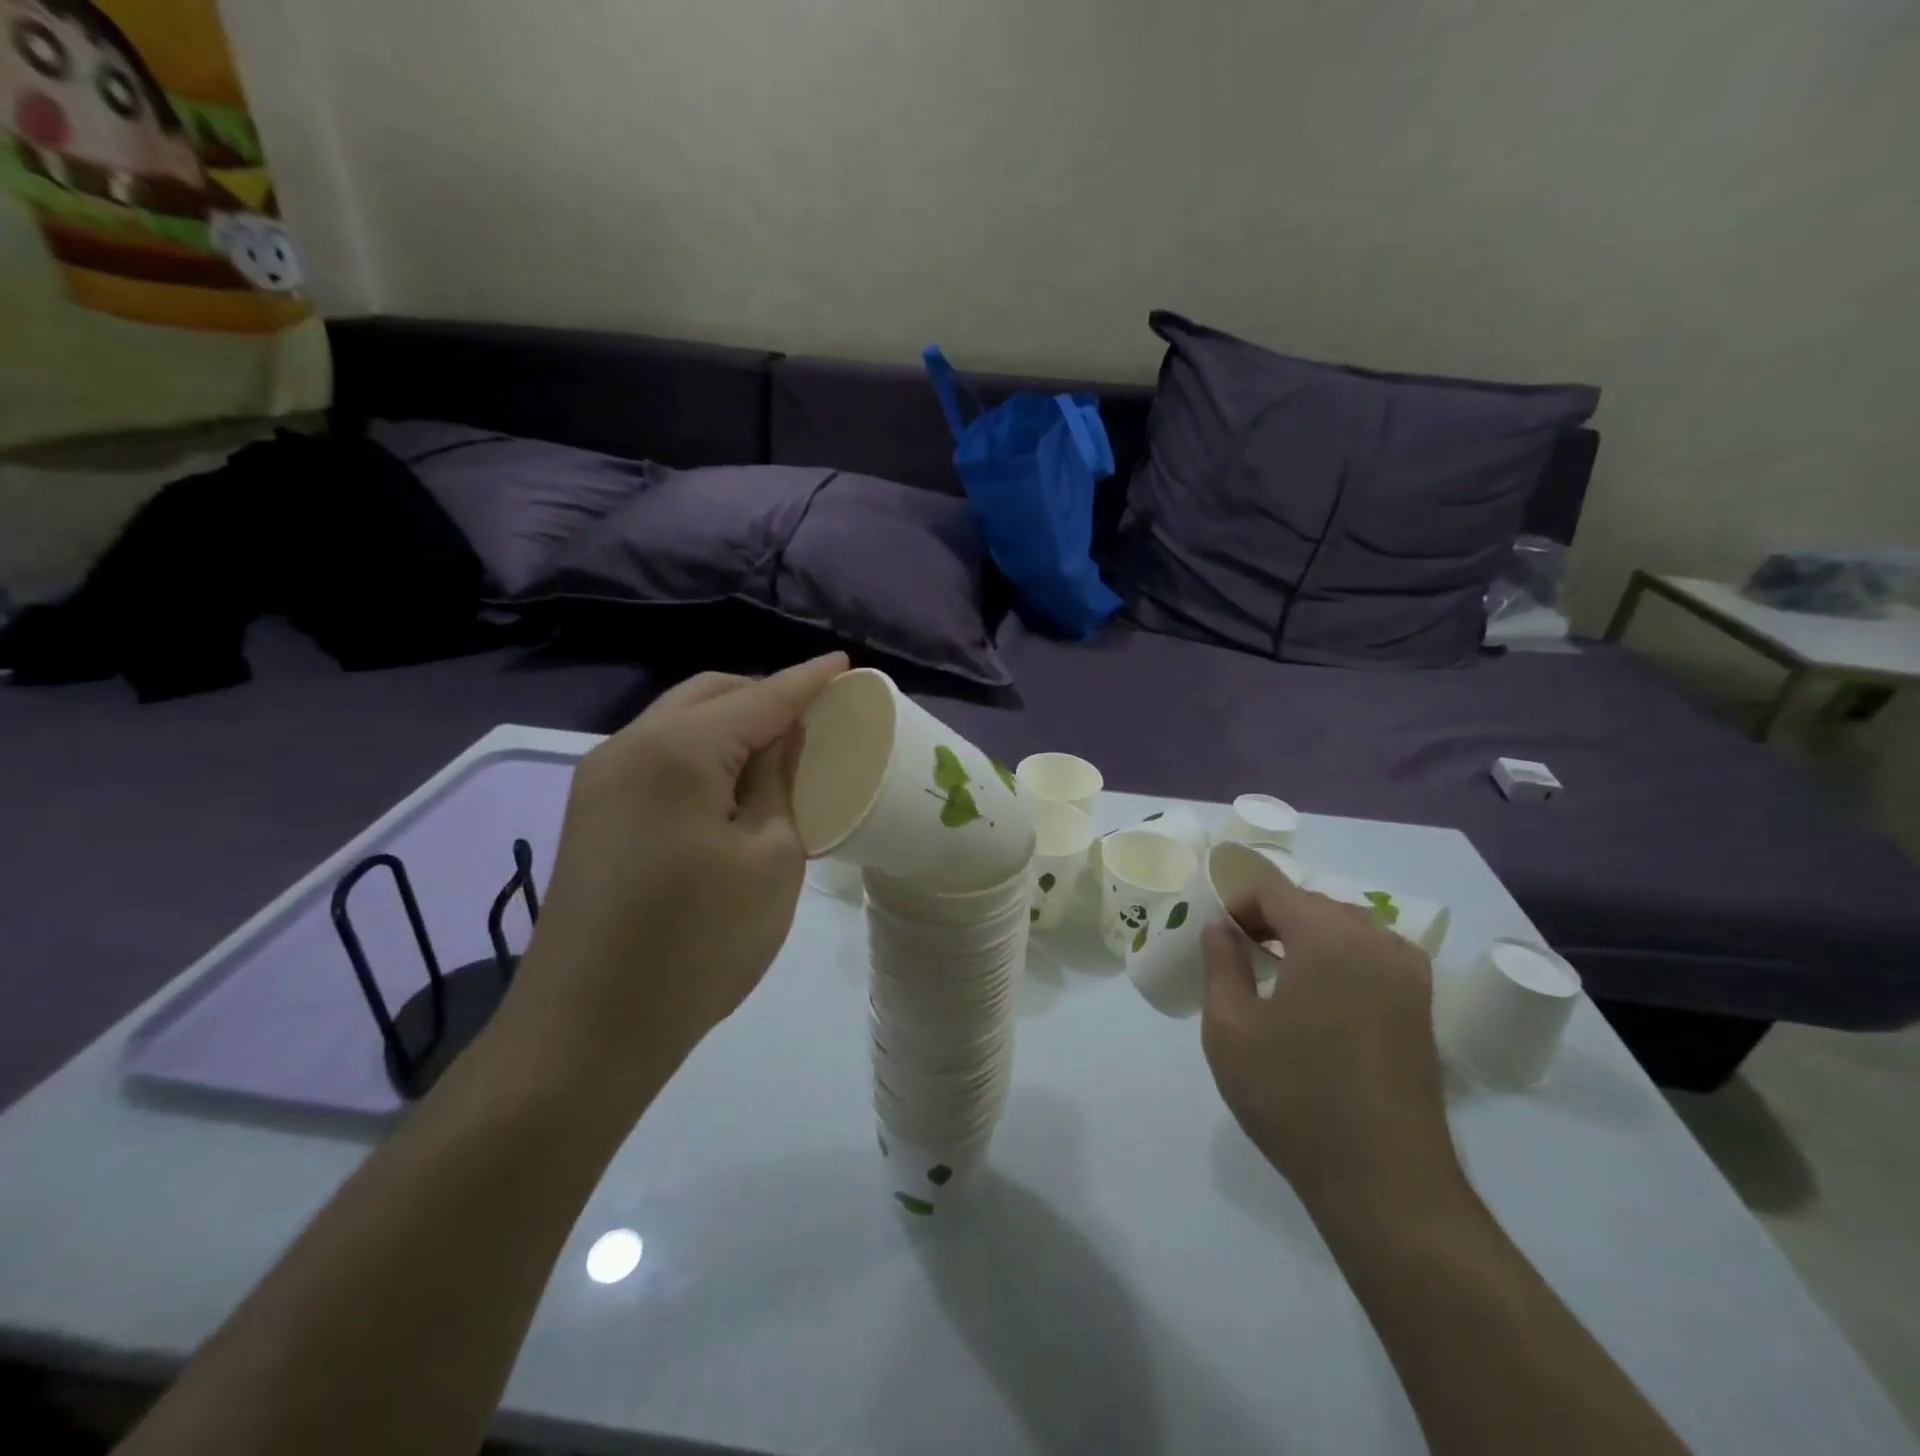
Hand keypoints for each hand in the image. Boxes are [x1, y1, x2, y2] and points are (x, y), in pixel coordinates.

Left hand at [503, 654, 848, 1084]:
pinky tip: (732, 783)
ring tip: (780, 747)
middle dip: (765, 694)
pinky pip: (659, 757)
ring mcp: (600, 780)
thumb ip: (780, 781)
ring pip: (679, 722)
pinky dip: (703, 753)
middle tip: (815, 714)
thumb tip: (783, 737)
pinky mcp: (592, 814)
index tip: (844, 664)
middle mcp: (628, 746)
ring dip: (731, 723)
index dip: (807, 681)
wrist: (585, 1033)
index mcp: (677, 749)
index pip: (760, 697)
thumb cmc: (697, 943)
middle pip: (709, 694)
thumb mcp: (770, 857)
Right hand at [1201, 877, 1459, 1205]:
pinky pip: (1376, 954)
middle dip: (1271, 916)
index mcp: (1325, 938)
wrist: (1383, 1181)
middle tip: (1241, 954)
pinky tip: (1326, 994)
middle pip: (1313, 902)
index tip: (1219, 937)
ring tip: (1281, 973)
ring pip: (1348, 926)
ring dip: (1309, 934)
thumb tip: (1220, 926)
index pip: (1274, 889)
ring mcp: (1407, 974)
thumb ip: (1220, 964)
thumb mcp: (1230, 1029)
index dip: (1238, 901)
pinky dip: (1344, 955)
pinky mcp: (1422, 1006)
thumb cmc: (1293, 1098)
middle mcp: (1374, 942)